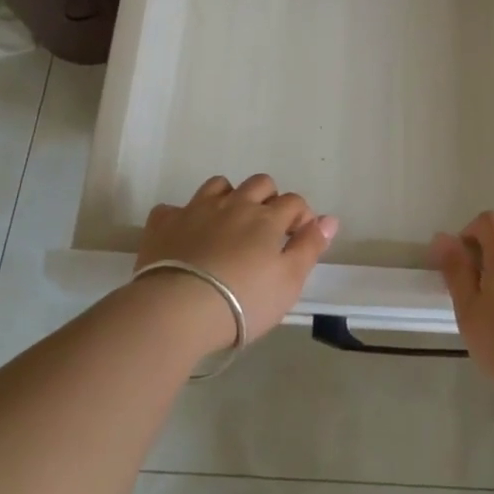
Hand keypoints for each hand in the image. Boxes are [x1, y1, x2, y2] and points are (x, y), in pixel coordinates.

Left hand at [134, 174, 338, 349]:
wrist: (178, 309)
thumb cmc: (243, 301)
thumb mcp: (288, 281)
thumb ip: (310, 247)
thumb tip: (330, 219)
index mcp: (267, 218)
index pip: (294, 202)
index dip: (302, 217)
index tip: (299, 239)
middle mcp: (234, 204)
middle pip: (259, 184)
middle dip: (268, 198)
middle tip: (266, 229)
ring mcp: (196, 209)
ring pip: (218, 186)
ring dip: (228, 197)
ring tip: (228, 224)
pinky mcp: (164, 223)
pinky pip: (174, 208)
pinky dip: (182, 217)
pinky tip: (184, 235)